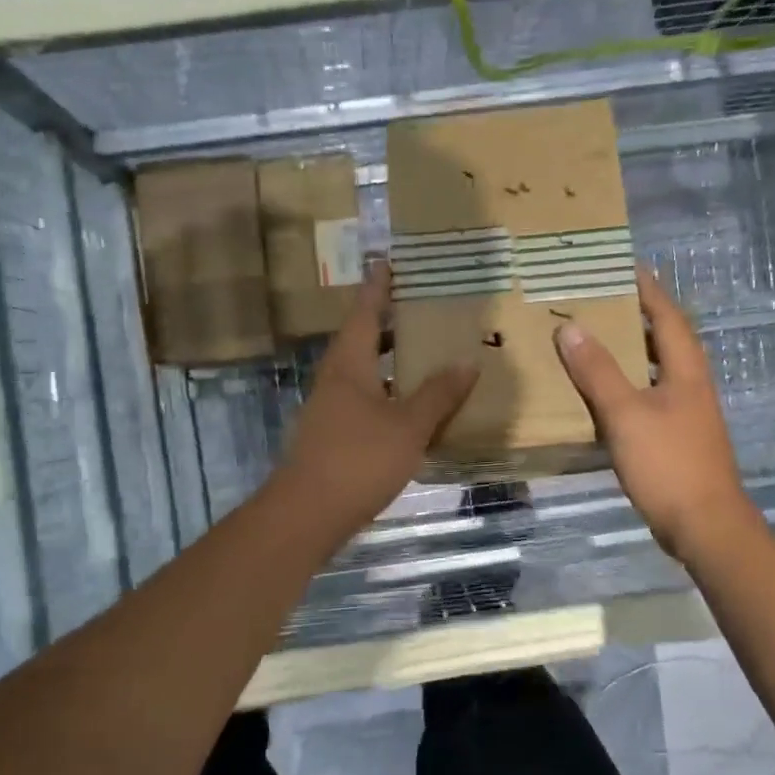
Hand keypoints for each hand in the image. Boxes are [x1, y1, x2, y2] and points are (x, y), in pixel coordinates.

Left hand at [276, 261, 478, 548]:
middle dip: (389, 322)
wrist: (308, 513)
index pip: (365, 312)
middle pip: (362, 339)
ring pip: (364, 371)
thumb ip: (438, 395)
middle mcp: (336, 378)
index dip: (379, 287)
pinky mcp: (334, 434)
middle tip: (422, 308)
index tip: (388, 262)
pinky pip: (365, 399)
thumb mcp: (408, 425)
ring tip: (424, 353)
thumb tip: (466, 363)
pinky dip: (388, 392)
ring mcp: (331, 408)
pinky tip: (411, 406)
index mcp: (350, 363)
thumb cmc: (358, 458)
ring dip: (390, 360)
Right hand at [555, 268, 758, 561]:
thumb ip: (597, 371)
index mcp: (685, 370)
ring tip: (594, 339)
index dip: (647, 289)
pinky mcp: (676, 439)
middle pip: (664, 339)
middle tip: (598, 300)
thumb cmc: (669, 464)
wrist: (704, 526)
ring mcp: (686, 414)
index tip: (623, 266)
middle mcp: (690, 385)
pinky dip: (626, 386)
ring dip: (630, 352)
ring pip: (656, 370)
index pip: (667, 315)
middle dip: (636, 316)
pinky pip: (648, 397)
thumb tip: (570, 327)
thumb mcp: (626, 414)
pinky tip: (601, 395)